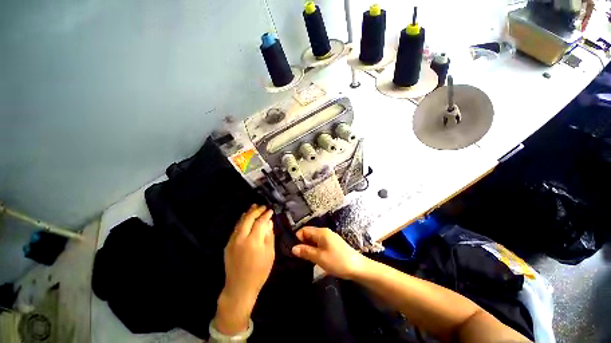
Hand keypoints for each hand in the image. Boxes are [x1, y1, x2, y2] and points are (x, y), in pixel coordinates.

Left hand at [214, 205, 274, 334]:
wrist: (240, 287)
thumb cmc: (259, 271)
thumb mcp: (270, 254)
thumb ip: (269, 236)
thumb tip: (269, 222)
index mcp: (253, 241)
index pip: (260, 222)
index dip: (266, 215)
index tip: (271, 210)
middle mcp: (241, 238)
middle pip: (248, 218)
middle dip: (256, 210)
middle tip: (263, 206)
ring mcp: (232, 241)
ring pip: (240, 222)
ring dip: (247, 213)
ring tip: (254, 206)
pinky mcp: (228, 244)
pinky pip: (235, 228)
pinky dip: (241, 221)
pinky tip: (245, 217)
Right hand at [291, 226, 366, 279]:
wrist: (357, 267)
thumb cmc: (337, 261)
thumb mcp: (319, 257)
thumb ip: (306, 251)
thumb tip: (293, 248)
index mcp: (321, 232)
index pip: (304, 230)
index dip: (297, 238)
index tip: (294, 249)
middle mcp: (324, 232)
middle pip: (309, 234)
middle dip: (302, 243)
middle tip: (298, 255)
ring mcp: (329, 238)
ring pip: (314, 239)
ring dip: (309, 247)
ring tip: (304, 258)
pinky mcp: (332, 244)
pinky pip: (320, 243)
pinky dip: (315, 249)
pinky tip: (314, 257)